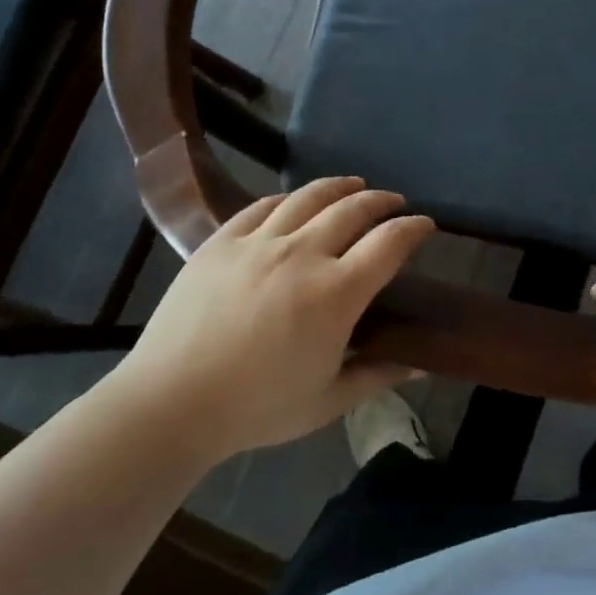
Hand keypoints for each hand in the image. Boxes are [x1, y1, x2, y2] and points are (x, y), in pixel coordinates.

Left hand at [112, 178, 433, 459]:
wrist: (169, 403)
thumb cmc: (256, 408)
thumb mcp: (327, 401)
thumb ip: (378, 374)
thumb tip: (421, 363)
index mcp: (336, 293)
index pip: (389, 243)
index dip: (414, 228)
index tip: (425, 225)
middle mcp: (302, 254)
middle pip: (353, 209)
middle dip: (381, 201)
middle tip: (394, 202)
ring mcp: (258, 242)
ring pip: (308, 197)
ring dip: (339, 187)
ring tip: (353, 185)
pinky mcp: (221, 241)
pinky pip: (261, 206)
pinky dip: (287, 199)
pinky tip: (294, 201)